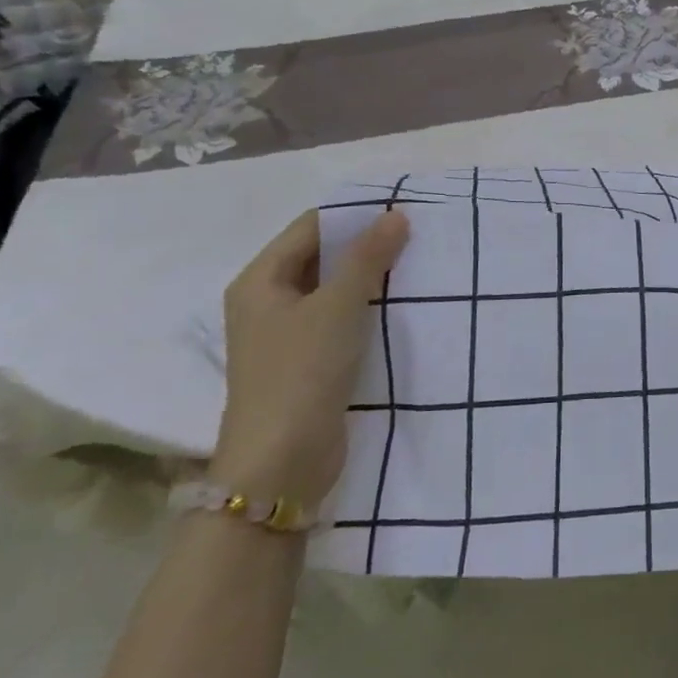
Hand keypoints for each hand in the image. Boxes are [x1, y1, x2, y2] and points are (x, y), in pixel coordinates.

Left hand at [213, 208, 409, 508]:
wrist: (281, 464)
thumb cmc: (301, 373)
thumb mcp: (338, 307)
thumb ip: (367, 258)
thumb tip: (396, 215)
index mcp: (260, 280)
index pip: (311, 228)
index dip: (355, 216)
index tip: (403, 213)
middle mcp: (268, 301)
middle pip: (321, 257)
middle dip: (365, 247)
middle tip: (417, 239)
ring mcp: (287, 335)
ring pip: (334, 290)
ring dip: (370, 279)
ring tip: (417, 268)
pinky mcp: (307, 363)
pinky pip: (340, 320)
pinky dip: (367, 310)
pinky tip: (401, 308)